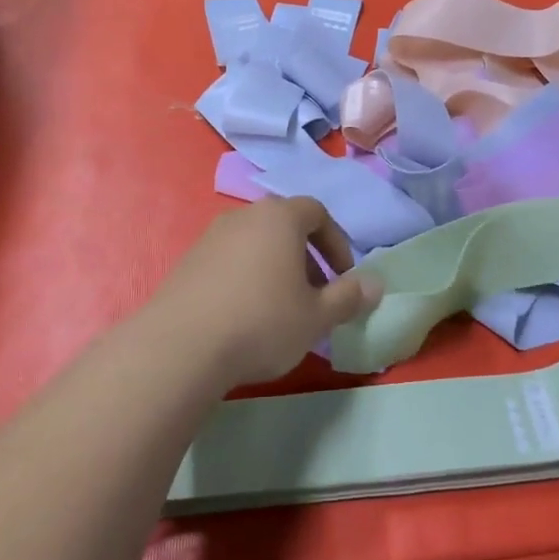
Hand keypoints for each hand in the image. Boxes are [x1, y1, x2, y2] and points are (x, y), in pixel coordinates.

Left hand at [144, 198, 383, 386]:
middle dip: (306, 258)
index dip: (336, 243)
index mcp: (279, 217)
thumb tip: (377, 284)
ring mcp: (210, 237)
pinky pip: (229, 261)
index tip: (342, 277)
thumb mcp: (316, 316)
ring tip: (282, 309)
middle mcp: (243, 216)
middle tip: (315, 296)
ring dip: (276, 269)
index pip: (317, 212)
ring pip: (255, 244)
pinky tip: (245, 316)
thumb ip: (349, 297)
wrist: (181, 346)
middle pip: (284, 226)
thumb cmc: (262, 322)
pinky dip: (246, 278)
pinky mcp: (188, 262)